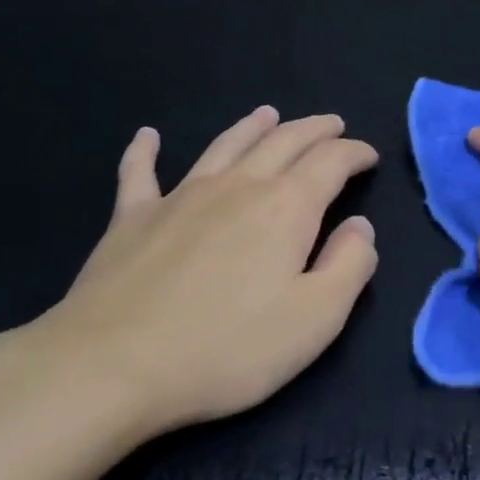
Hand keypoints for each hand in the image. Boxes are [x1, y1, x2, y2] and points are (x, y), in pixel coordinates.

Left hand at [0, 106, 378, 461]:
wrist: (112, 365)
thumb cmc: (226, 349)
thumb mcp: (315, 319)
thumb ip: (349, 266)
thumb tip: (360, 227)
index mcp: (285, 208)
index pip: (329, 163)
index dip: (353, 153)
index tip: (368, 155)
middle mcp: (236, 187)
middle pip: (282, 142)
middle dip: (314, 130)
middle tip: (332, 124)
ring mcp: (179, 197)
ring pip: (224, 146)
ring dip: (250, 127)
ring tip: (268, 114)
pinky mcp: (132, 218)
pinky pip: (140, 172)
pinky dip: (146, 150)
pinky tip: (147, 136)